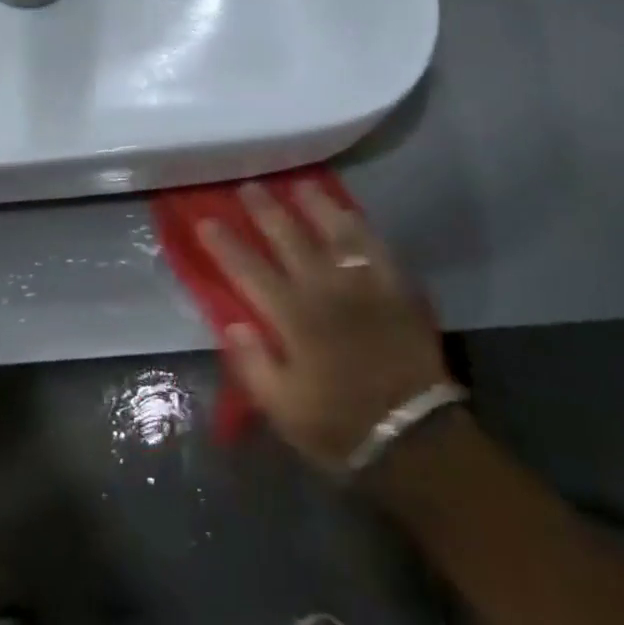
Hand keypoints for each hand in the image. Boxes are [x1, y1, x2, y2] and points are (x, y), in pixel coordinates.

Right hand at [198, 181, 451, 471]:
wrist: (416, 440)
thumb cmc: (340, 425)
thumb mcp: (283, 410)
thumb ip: (253, 364)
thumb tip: (232, 323)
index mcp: (293, 318)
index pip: (249, 270)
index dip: (225, 244)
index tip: (207, 220)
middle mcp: (325, 290)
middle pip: (289, 239)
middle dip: (265, 210)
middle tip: (249, 186)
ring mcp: (364, 285)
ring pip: (334, 232)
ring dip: (314, 205)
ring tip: (299, 184)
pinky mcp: (397, 289)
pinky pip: (376, 247)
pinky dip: (359, 226)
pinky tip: (349, 212)